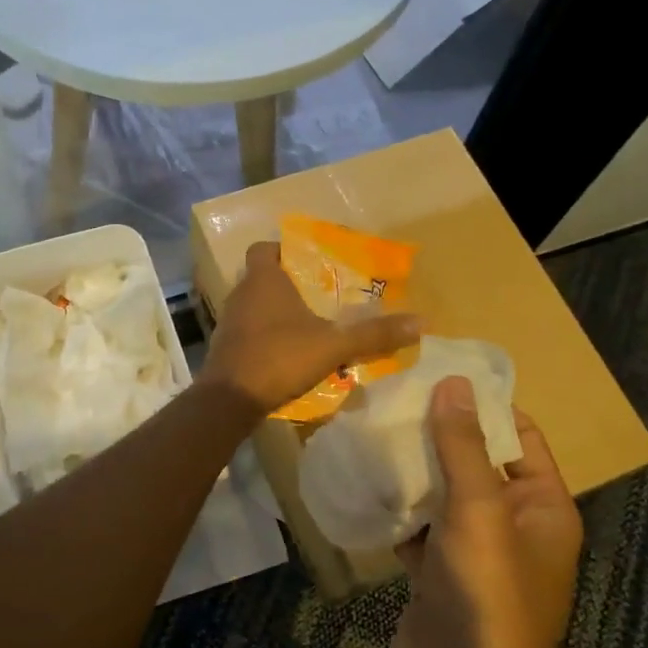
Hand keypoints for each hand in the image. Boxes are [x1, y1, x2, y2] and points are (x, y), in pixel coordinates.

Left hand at [200, 241, 418, 416]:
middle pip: (262, 277)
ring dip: (277, 312)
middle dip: (289, 283)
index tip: (308, 262)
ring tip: (310, 324)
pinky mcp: (226, 347)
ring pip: (255, 305)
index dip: (282, 250)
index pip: (264, 248)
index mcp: (263, 280)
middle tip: (319, 294)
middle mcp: (241, 294)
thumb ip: (374, 334)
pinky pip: (249, 330)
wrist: (230, 400)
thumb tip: (421, 321)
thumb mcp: (333, 346)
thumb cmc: (279, 358)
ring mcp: (229, 321)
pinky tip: (288, 352)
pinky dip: (266, 335)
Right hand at [391, 377, 582, 647]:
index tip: (436, 369)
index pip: (519, 436)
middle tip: (389, 392)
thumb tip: (454, 382)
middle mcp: (512, 524)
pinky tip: (362, 478)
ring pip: (442, 491)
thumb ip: (463, 447)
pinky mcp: (436, 572)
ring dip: (412, 466)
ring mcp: (472, 551)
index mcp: (542, 508)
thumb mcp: (478, 514)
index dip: (483, 403)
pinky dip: (396, 505)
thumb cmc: (486, 599)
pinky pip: (418, 524)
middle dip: (437, 430)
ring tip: (369, 424)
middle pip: (475, 460)